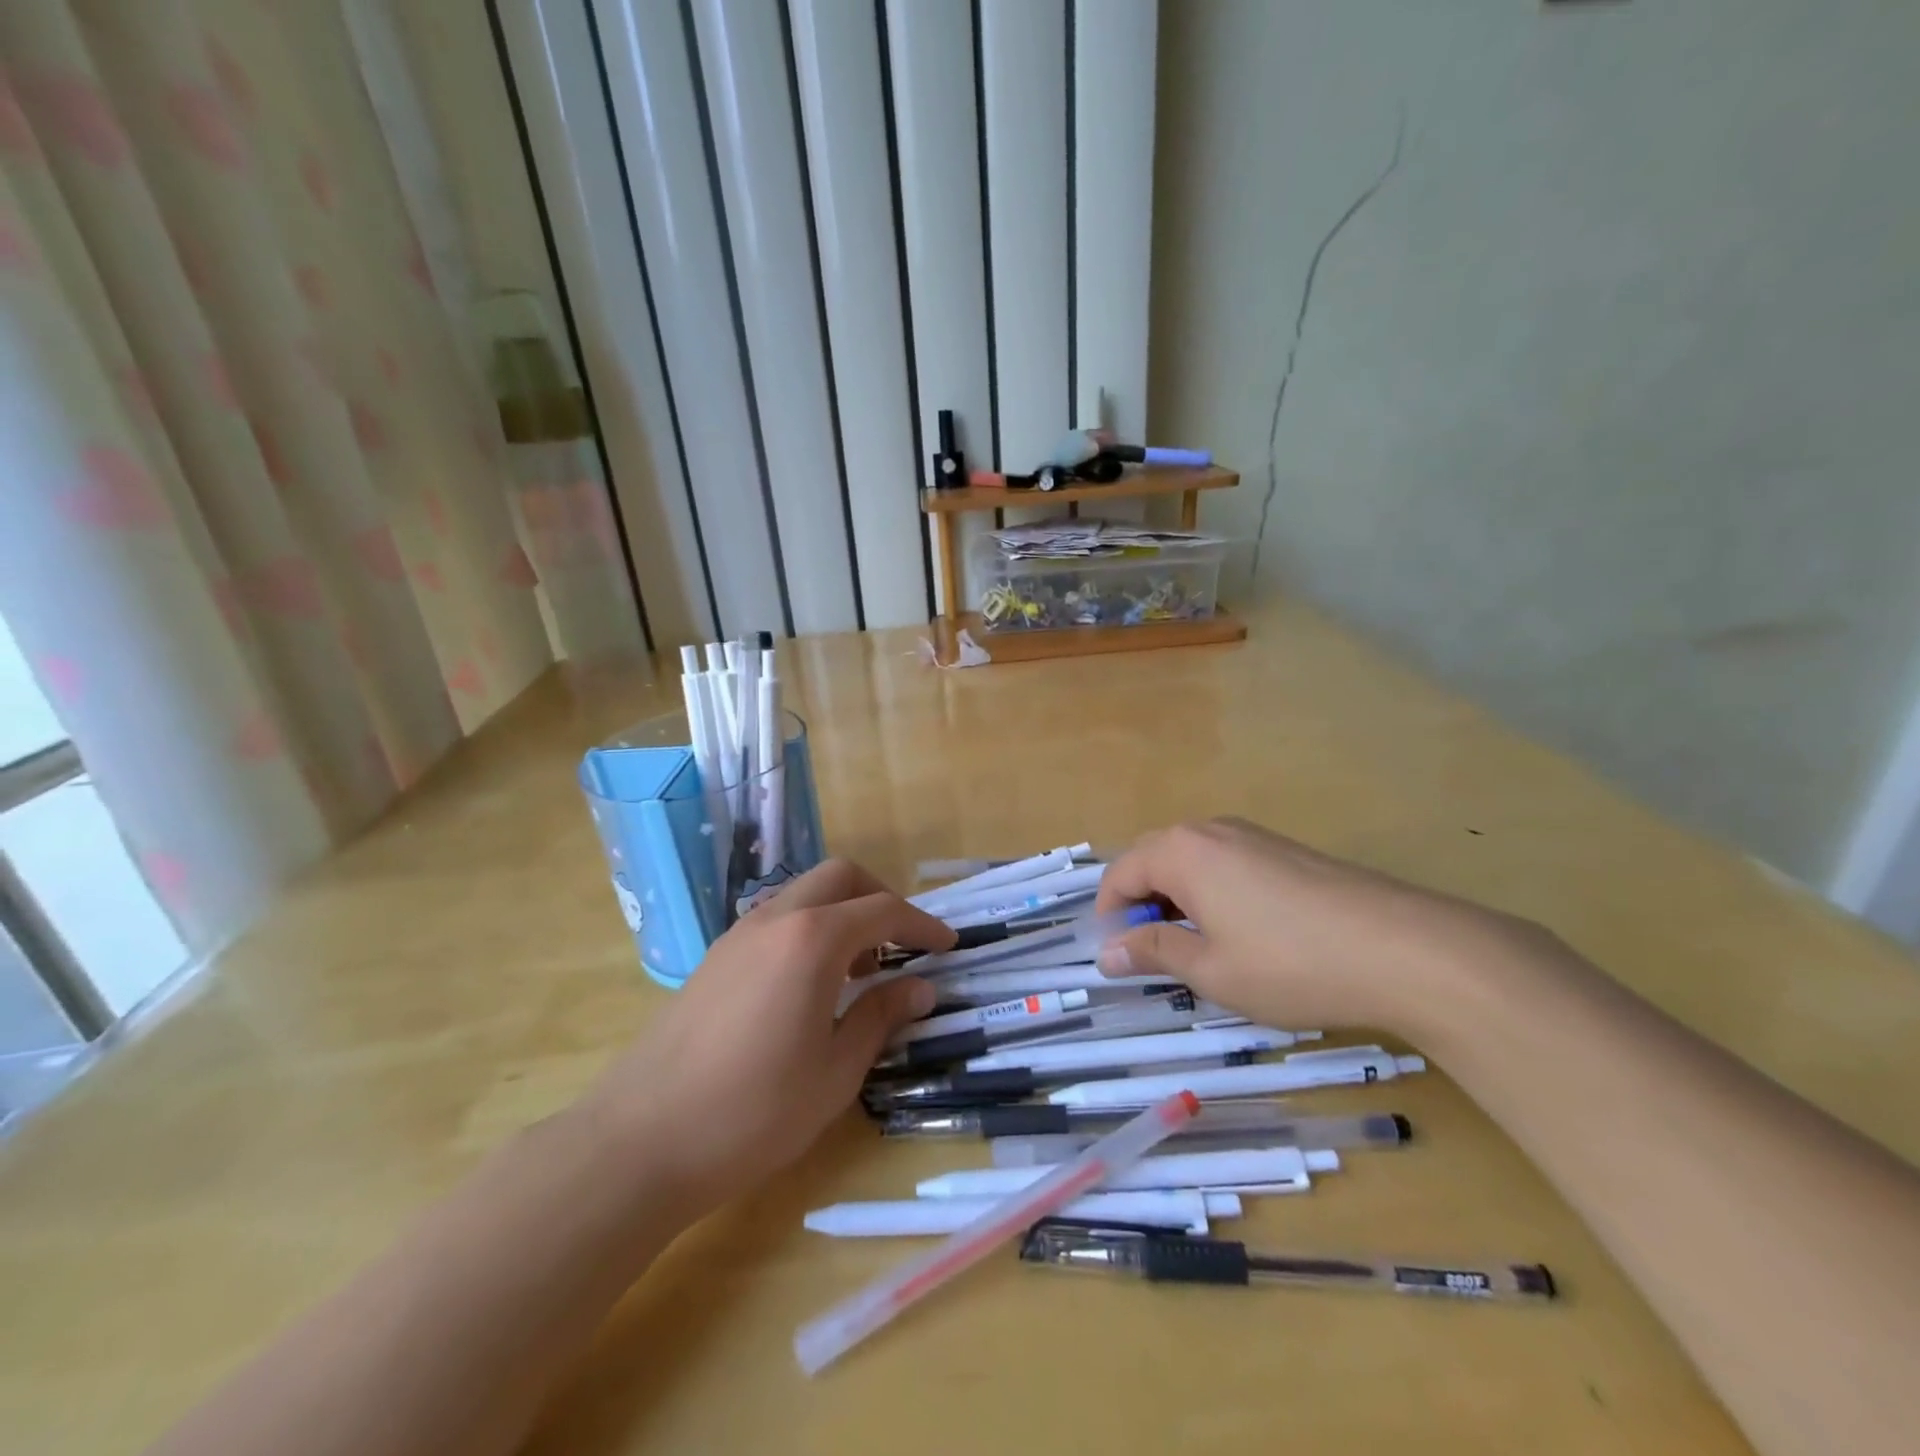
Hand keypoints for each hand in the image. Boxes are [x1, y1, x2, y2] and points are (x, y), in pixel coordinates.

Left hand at [587, 860, 953, 1219]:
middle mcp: (776, 919)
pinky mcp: (715, 957)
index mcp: (812, 940)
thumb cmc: (753, 1112)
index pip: (883, 910)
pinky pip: (777, 919)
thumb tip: (921, 988)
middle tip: (902, 945)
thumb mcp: (835, 1072)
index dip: (922, 924)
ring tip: (860, 970)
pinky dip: (809, 930)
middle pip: (840, 877)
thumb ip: (880, 1017)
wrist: (640, 1141)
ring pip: (804, 894)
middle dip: (880, 898)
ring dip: (842, 913)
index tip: (948, 945)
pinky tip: (811, 985)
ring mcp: (739, 934)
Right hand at [1091, 817, 1523, 1036]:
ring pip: (1192, 862)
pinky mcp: (1287, 850)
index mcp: (1182, 851)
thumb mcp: (1210, 969)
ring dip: (1177, 900)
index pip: (1121, 874)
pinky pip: (1227, 864)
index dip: (1109, 916)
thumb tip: (1106, 952)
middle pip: (1153, 860)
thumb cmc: (1290, 964)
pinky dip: (1212, 894)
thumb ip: (1152, 953)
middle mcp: (1211, 830)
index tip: (1116, 957)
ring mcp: (1254, 836)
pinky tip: (1241, 934)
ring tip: (1196, 949)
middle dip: (1142, 905)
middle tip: (1152, 956)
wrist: (1407, 950)